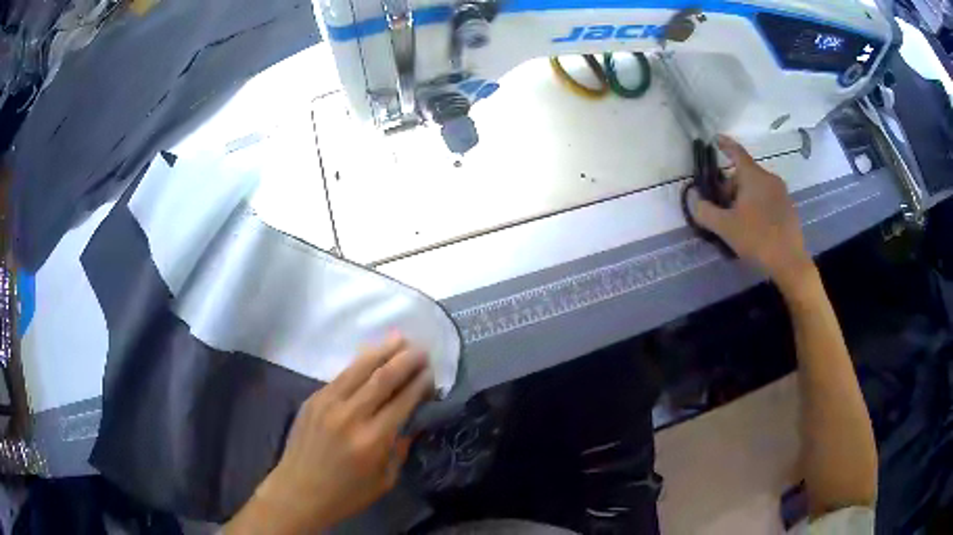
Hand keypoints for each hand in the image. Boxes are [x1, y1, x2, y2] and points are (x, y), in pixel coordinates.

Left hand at [226, 336, 432, 533]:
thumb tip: (412, 422)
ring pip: (359, 368)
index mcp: (372, 440)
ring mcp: (327, 403)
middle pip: (383, 377)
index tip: (432, 374)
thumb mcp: (384, 481)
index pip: (402, 401)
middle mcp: (350, 415)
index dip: (420, 384)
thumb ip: (400, 449)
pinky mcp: (313, 399)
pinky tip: (370, 356)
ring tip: (400, 339)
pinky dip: (359, 363)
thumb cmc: (346, 494)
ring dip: (382, 351)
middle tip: (422, 350)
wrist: (297, 492)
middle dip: (406, 360)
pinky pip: (341, 376)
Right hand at [691, 135, 814, 293]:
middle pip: (745, 174)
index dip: (724, 144)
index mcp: (753, 176)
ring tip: (737, 221)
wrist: (790, 262)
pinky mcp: (789, 209)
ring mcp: (782, 193)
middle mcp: (769, 178)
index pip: (736, 152)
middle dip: (730, 186)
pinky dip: (757, 206)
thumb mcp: (725, 228)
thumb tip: (694, 200)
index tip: (716, 139)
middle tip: (721, 207)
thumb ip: (705, 212)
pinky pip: (768, 199)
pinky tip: (753, 228)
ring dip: (744, 198)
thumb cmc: (757, 238)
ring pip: (757, 188)